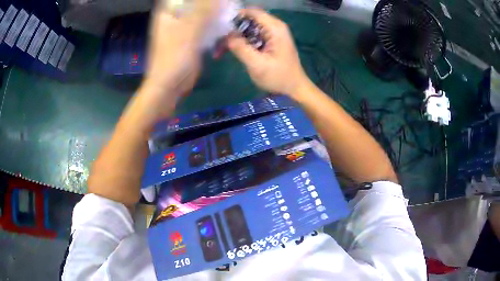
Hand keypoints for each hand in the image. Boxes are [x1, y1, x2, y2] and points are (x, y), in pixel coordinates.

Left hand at [141, 0, 220, 109]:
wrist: (171, 85)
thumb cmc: (174, 57)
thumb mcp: (189, 30)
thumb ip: (204, 10)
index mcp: (168, 13)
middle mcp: (175, 17)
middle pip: (194, 3)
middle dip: (210, 2)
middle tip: (226, 1)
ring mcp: (183, 27)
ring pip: (201, 13)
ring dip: (215, 11)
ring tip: (229, 8)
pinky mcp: (192, 38)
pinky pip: (205, 25)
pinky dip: (215, 22)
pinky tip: (226, 20)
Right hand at [228, 8, 308, 97]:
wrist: (295, 88)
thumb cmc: (279, 77)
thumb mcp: (257, 65)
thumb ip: (241, 48)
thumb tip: (227, 36)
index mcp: (274, 28)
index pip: (252, 12)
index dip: (235, 16)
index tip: (220, 27)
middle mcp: (274, 26)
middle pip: (248, 20)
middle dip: (232, 30)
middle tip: (218, 43)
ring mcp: (272, 33)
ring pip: (247, 28)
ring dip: (234, 38)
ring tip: (220, 51)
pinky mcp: (269, 41)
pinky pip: (251, 36)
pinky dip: (240, 42)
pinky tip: (228, 51)